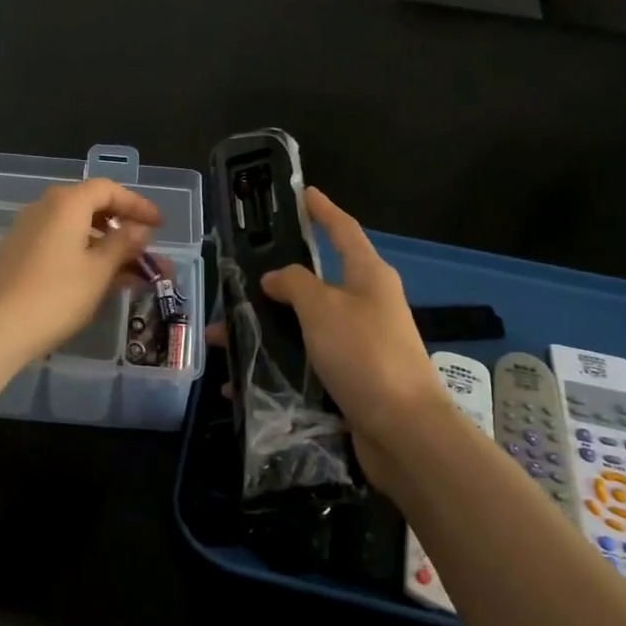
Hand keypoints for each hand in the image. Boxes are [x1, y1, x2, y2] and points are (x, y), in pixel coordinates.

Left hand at [0, 179, 161, 363]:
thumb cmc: (55, 295)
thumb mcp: (99, 270)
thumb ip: (123, 244)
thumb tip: (139, 229)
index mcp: (67, 203)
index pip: (109, 190)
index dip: (137, 204)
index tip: (161, 225)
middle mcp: (45, 209)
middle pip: (92, 208)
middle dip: (125, 230)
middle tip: (149, 251)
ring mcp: (29, 232)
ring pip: (79, 231)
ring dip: (109, 249)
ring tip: (137, 275)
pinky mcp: (20, 256)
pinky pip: (63, 246)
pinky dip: (87, 258)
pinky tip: (106, 283)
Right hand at [259, 188, 457, 498]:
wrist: (403, 432)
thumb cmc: (364, 354)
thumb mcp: (323, 307)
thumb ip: (294, 283)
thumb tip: (275, 278)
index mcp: (368, 276)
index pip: (343, 230)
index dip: (323, 210)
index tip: (304, 194)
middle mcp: (366, 305)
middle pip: (314, 284)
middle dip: (272, 286)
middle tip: (234, 286)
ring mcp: (359, 344)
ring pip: (302, 327)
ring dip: (264, 332)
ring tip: (222, 340)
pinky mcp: (350, 379)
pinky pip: (305, 364)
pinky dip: (275, 369)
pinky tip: (241, 383)